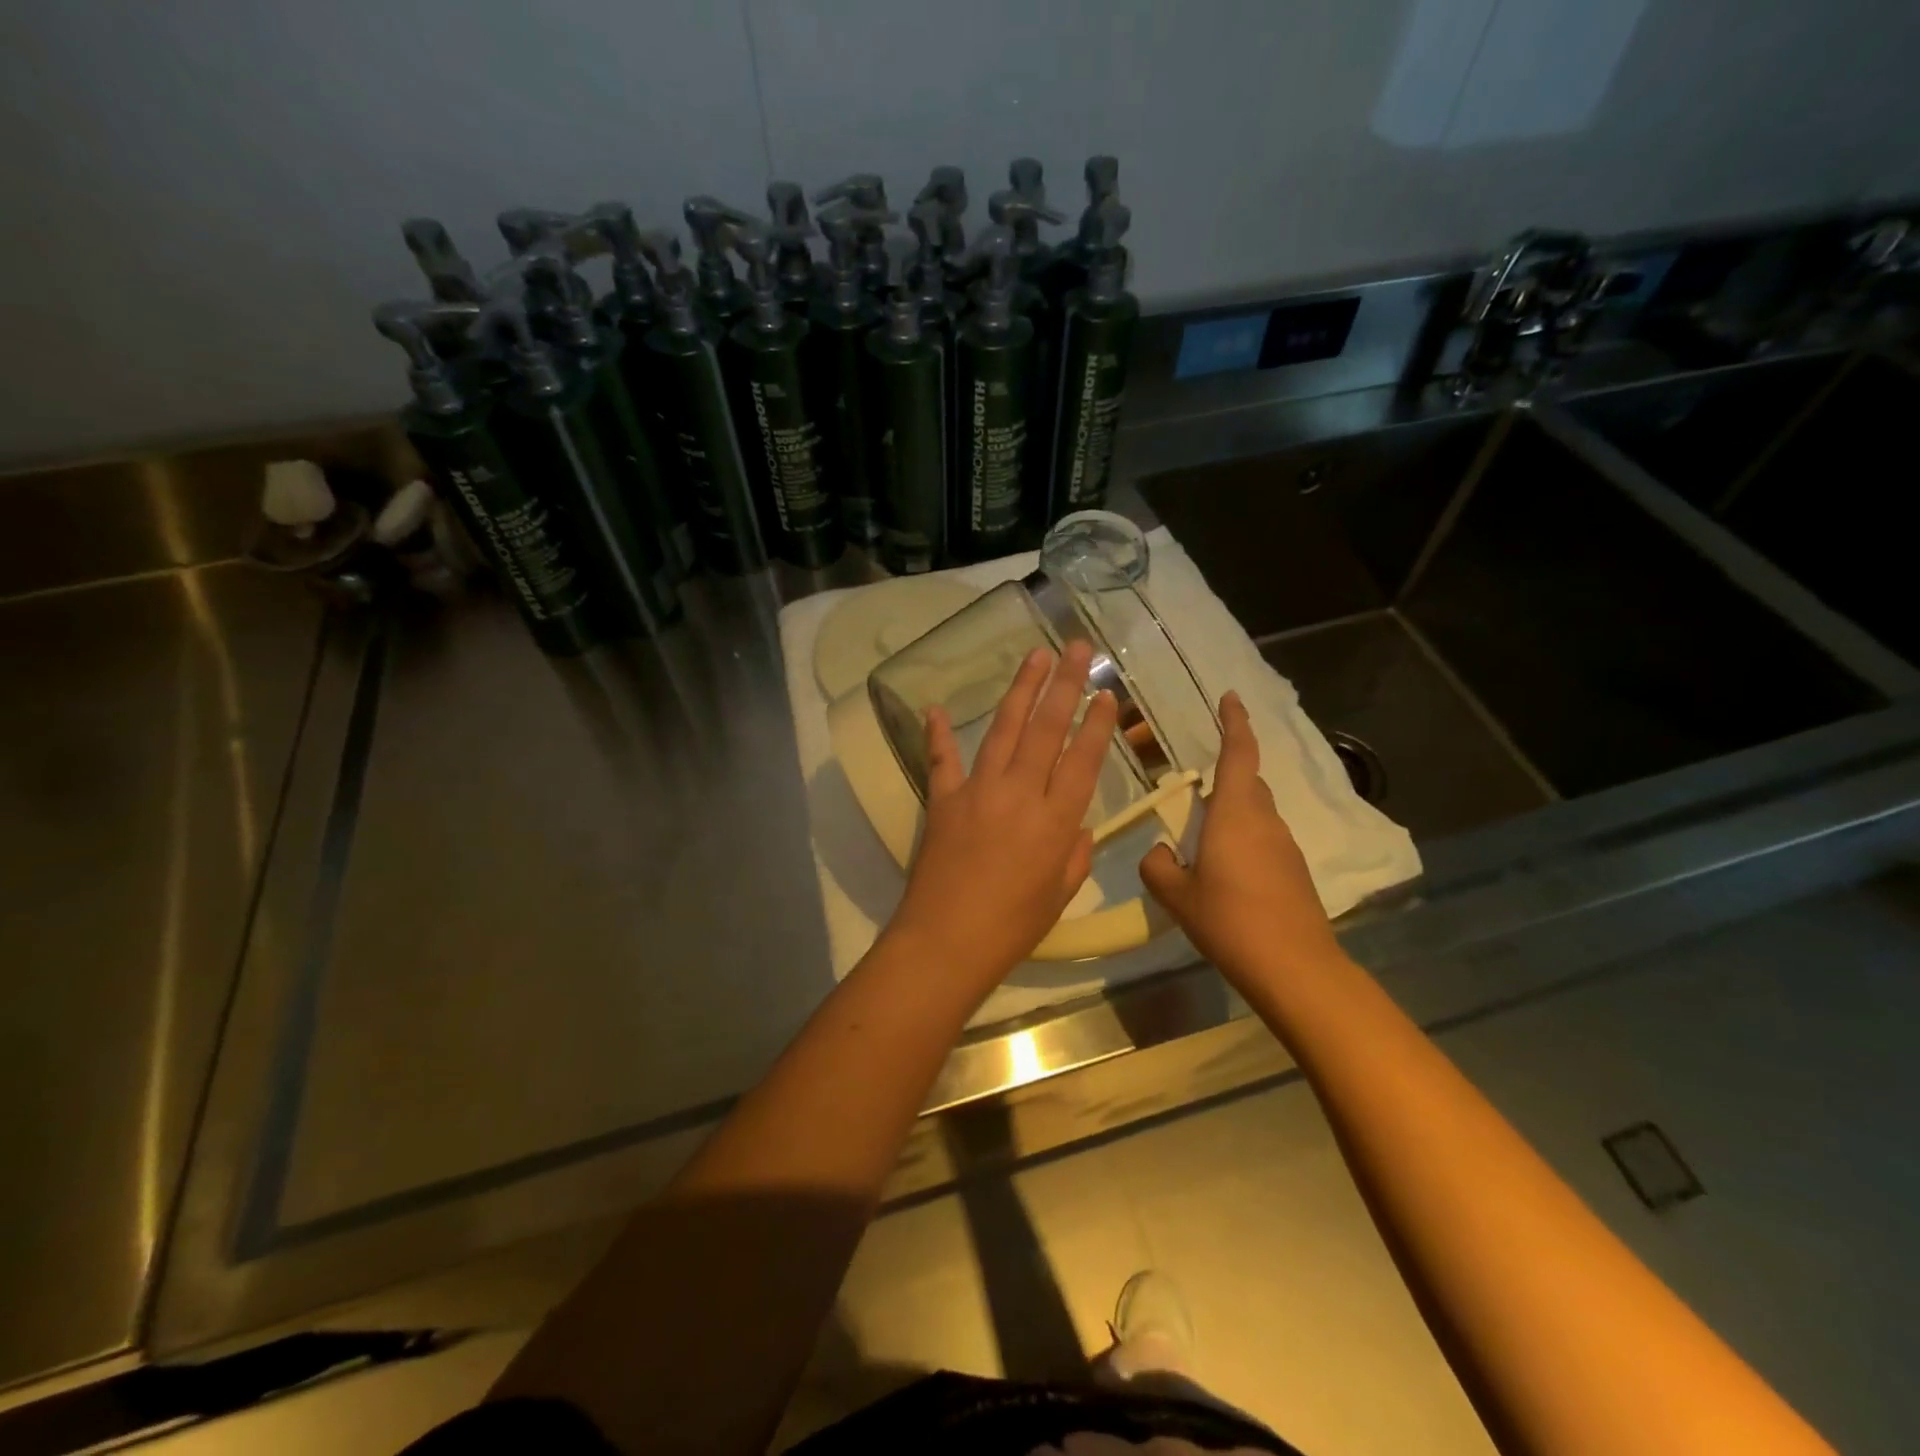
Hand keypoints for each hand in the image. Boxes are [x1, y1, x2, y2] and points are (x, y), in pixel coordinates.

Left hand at [886, 640, 1118, 992]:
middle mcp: (1021, 793)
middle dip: (1065, 685)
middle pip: (1047, 729)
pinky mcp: (944, 799)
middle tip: (1078, 648)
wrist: (946, 940)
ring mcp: (979, 790)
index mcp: (1056, 820)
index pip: (1083, 760)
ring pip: (1004, 730)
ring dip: (1021, 690)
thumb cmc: (1011, 927)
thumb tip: (1080, 828)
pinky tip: (937, 708)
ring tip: (1035, 656)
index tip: (1107, 694)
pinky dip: (938, 733)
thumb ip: (1075, 856)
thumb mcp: (1058, 896)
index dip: (1097, 724)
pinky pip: (942, 759)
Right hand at [1139, 691, 1343, 981]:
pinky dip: (1243, 841)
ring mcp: (1284, 846)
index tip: (1230, 698)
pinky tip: (1223, 873)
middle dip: (1226, 775)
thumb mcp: (1177, 895)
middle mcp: (1265, 820)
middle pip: (1248, 782)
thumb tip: (1161, 853)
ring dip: (1231, 814)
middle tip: (1192, 790)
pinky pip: (1263, 840)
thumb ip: (1158, 866)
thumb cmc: (1230, 920)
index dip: (1234, 722)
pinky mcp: (1294, 871)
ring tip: (1201, 841)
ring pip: (1255, 813)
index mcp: (1235, 813)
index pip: (1238, 753)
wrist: (1295, 967)